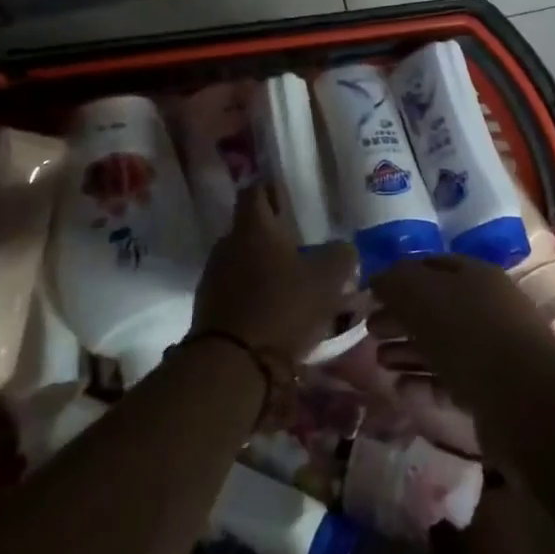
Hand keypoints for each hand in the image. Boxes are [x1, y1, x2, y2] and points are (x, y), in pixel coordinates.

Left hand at [193, 185, 357, 359]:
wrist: (233, 364)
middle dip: (274, 234)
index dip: (271, 188)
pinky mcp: (210, 308)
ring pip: (244, 261)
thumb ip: (341, 256)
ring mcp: (214, 277)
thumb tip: (344, 248)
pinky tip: (278, 309)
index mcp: (253, 228)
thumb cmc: (282, 307)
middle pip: (250, 229)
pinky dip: (256, 294)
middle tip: (302, 243)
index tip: (289, 194)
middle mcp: (228, 245)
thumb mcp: (327, 279)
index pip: (255, 191)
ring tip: (294, 281)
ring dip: (265, 267)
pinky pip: (237, 290)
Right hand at [368, 255, 554, 402]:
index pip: (430, 266)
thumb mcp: (422, 294)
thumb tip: (379, 279)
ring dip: (407, 350)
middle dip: (399, 316)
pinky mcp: (490, 390)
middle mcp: (485, 307)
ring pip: (440, 345)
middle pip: (434, 307)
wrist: (523, 399)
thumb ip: (396, 281)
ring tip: (379, 361)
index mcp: (474, 275)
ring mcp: (490, 350)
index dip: (399, 276)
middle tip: (369, 329)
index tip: (370, 293)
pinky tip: (400, 388)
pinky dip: (423, 382)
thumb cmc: (468, 333)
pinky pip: (449, 380)